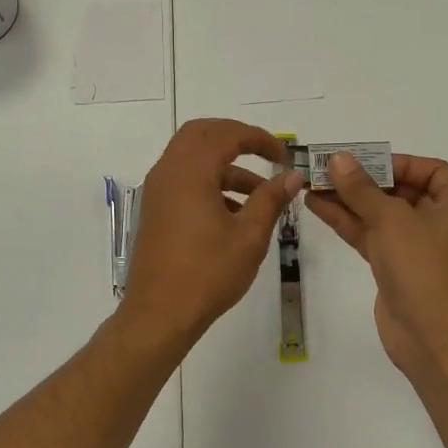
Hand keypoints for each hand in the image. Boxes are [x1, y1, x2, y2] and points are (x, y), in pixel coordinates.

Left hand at [120, 118, 305, 349]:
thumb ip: (271, 199)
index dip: (258, 138)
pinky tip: (235, 212)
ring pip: (192, 157)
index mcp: (190, 171)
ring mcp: (157, 190)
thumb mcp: (249, 236)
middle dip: (236, 139)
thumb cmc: (207, 273)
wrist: (159, 314)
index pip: (226, 134)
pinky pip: (183, 179)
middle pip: (202, 134)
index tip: (283, 156)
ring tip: (261, 194)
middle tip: (266, 156)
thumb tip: (292, 176)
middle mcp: (168, 171)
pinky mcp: (155, 209)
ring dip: (225, 165)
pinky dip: (209, 182)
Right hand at [306, 152, 447, 367]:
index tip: (361, 161)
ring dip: (349, 200)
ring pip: (381, 214)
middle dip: (362, 180)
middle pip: (401, 190)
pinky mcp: (399, 266)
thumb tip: (338, 159)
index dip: (395, 162)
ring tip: (311, 184)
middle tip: (327, 169)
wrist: (429, 335)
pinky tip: (317, 206)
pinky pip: (373, 235)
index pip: (430, 170)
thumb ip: (361, 188)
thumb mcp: (390, 219)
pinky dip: (348, 221)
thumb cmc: (421, 266)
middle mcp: (444, 222)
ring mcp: (420, 246)